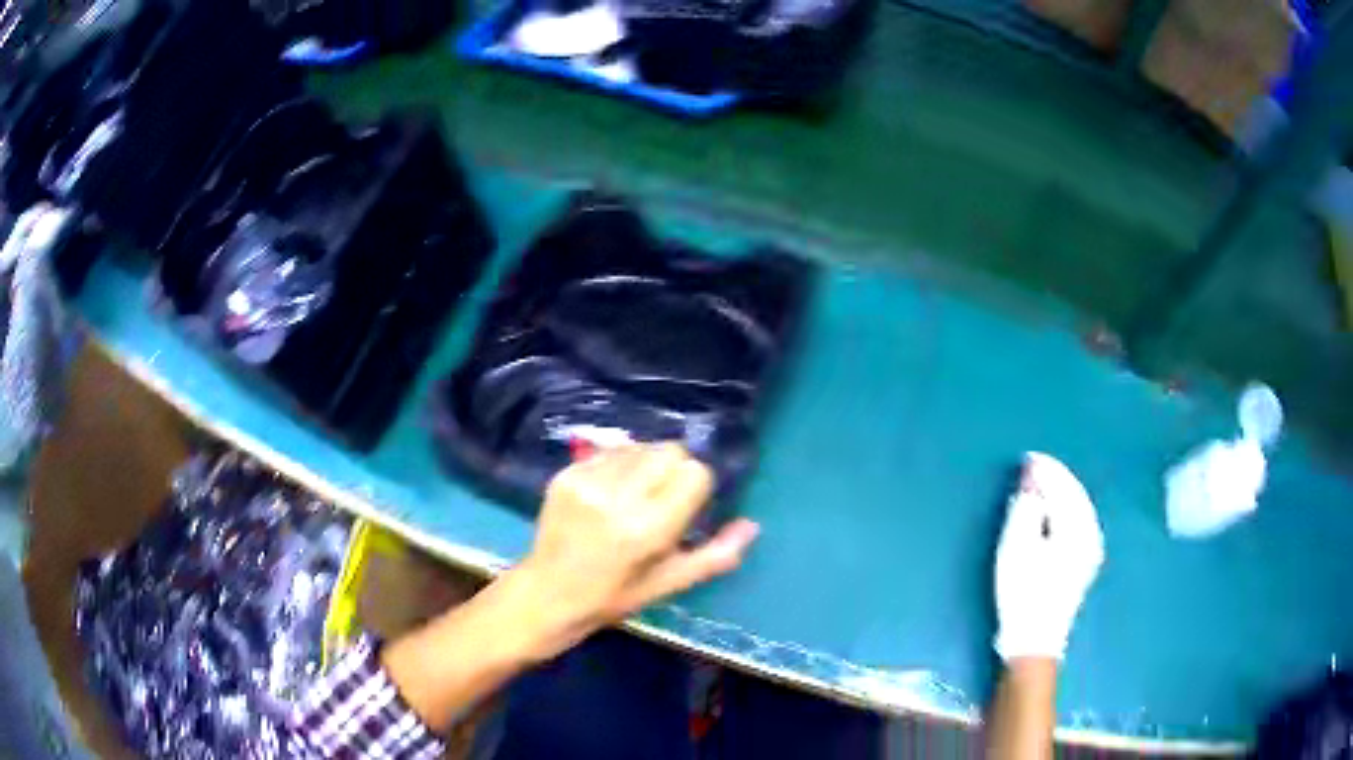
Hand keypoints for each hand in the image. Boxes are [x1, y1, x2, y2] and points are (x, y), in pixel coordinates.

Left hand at [510, 443, 760, 659]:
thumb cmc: (615, 596)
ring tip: (635, 494)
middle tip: (663, 497)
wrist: (548, 593)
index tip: (687, 507)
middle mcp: (618, 498)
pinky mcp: (565, 474)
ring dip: (646, 464)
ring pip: (639, 447)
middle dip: (675, 469)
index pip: (695, 473)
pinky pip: (608, 452)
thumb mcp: (670, 583)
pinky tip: (609, 492)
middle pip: (669, 451)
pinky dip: (618, 465)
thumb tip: (752, 525)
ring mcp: (587, 482)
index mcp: (649, 529)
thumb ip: (716, 555)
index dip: (697, 487)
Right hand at [993, 452, 1103, 661]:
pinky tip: (1056, 510)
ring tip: (1042, 483)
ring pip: (1080, 507)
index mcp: (1078, 529)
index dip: (1046, 470)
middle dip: (1056, 477)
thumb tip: (1032, 479)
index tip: (1028, 459)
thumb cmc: (1023, 593)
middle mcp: (1092, 534)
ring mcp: (1092, 550)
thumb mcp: (1016, 548)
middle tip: (1034, 466)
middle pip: (1076, 495)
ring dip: (1062, 492)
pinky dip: (1067, 508)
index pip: (1064, 487)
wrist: (1034, 640)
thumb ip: (1026, 508)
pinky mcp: (1086, 563)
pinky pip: (1080, 521)